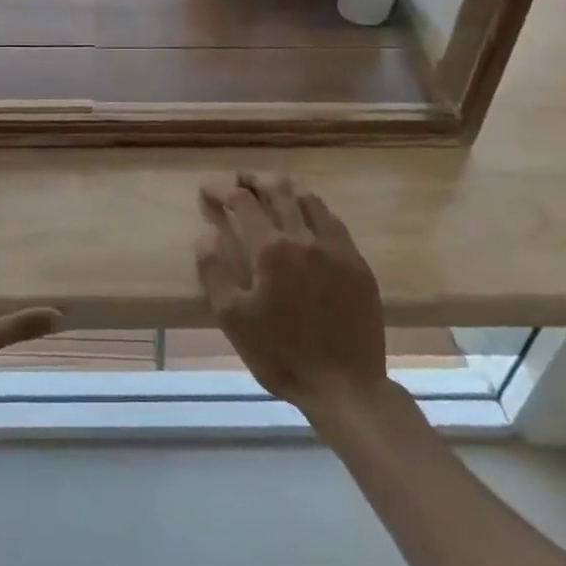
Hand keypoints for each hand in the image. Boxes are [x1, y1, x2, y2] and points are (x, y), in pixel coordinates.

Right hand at [195, 172, 388, 421]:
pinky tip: (306, 219)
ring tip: (270, 192)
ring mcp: (336, 247)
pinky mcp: (357, 263)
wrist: (346, 387)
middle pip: (278, 188)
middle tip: (238, 180)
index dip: (221, 190)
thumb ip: (214, 269)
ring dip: (285, 188)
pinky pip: (332, 220)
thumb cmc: (281, 354)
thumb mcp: (232, 318)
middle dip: (253, 178)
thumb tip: (207, 231)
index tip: (207, 191)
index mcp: (271, 248)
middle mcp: (305, 237)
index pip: (242, 201)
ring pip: (309, 199)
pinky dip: (311, 209)